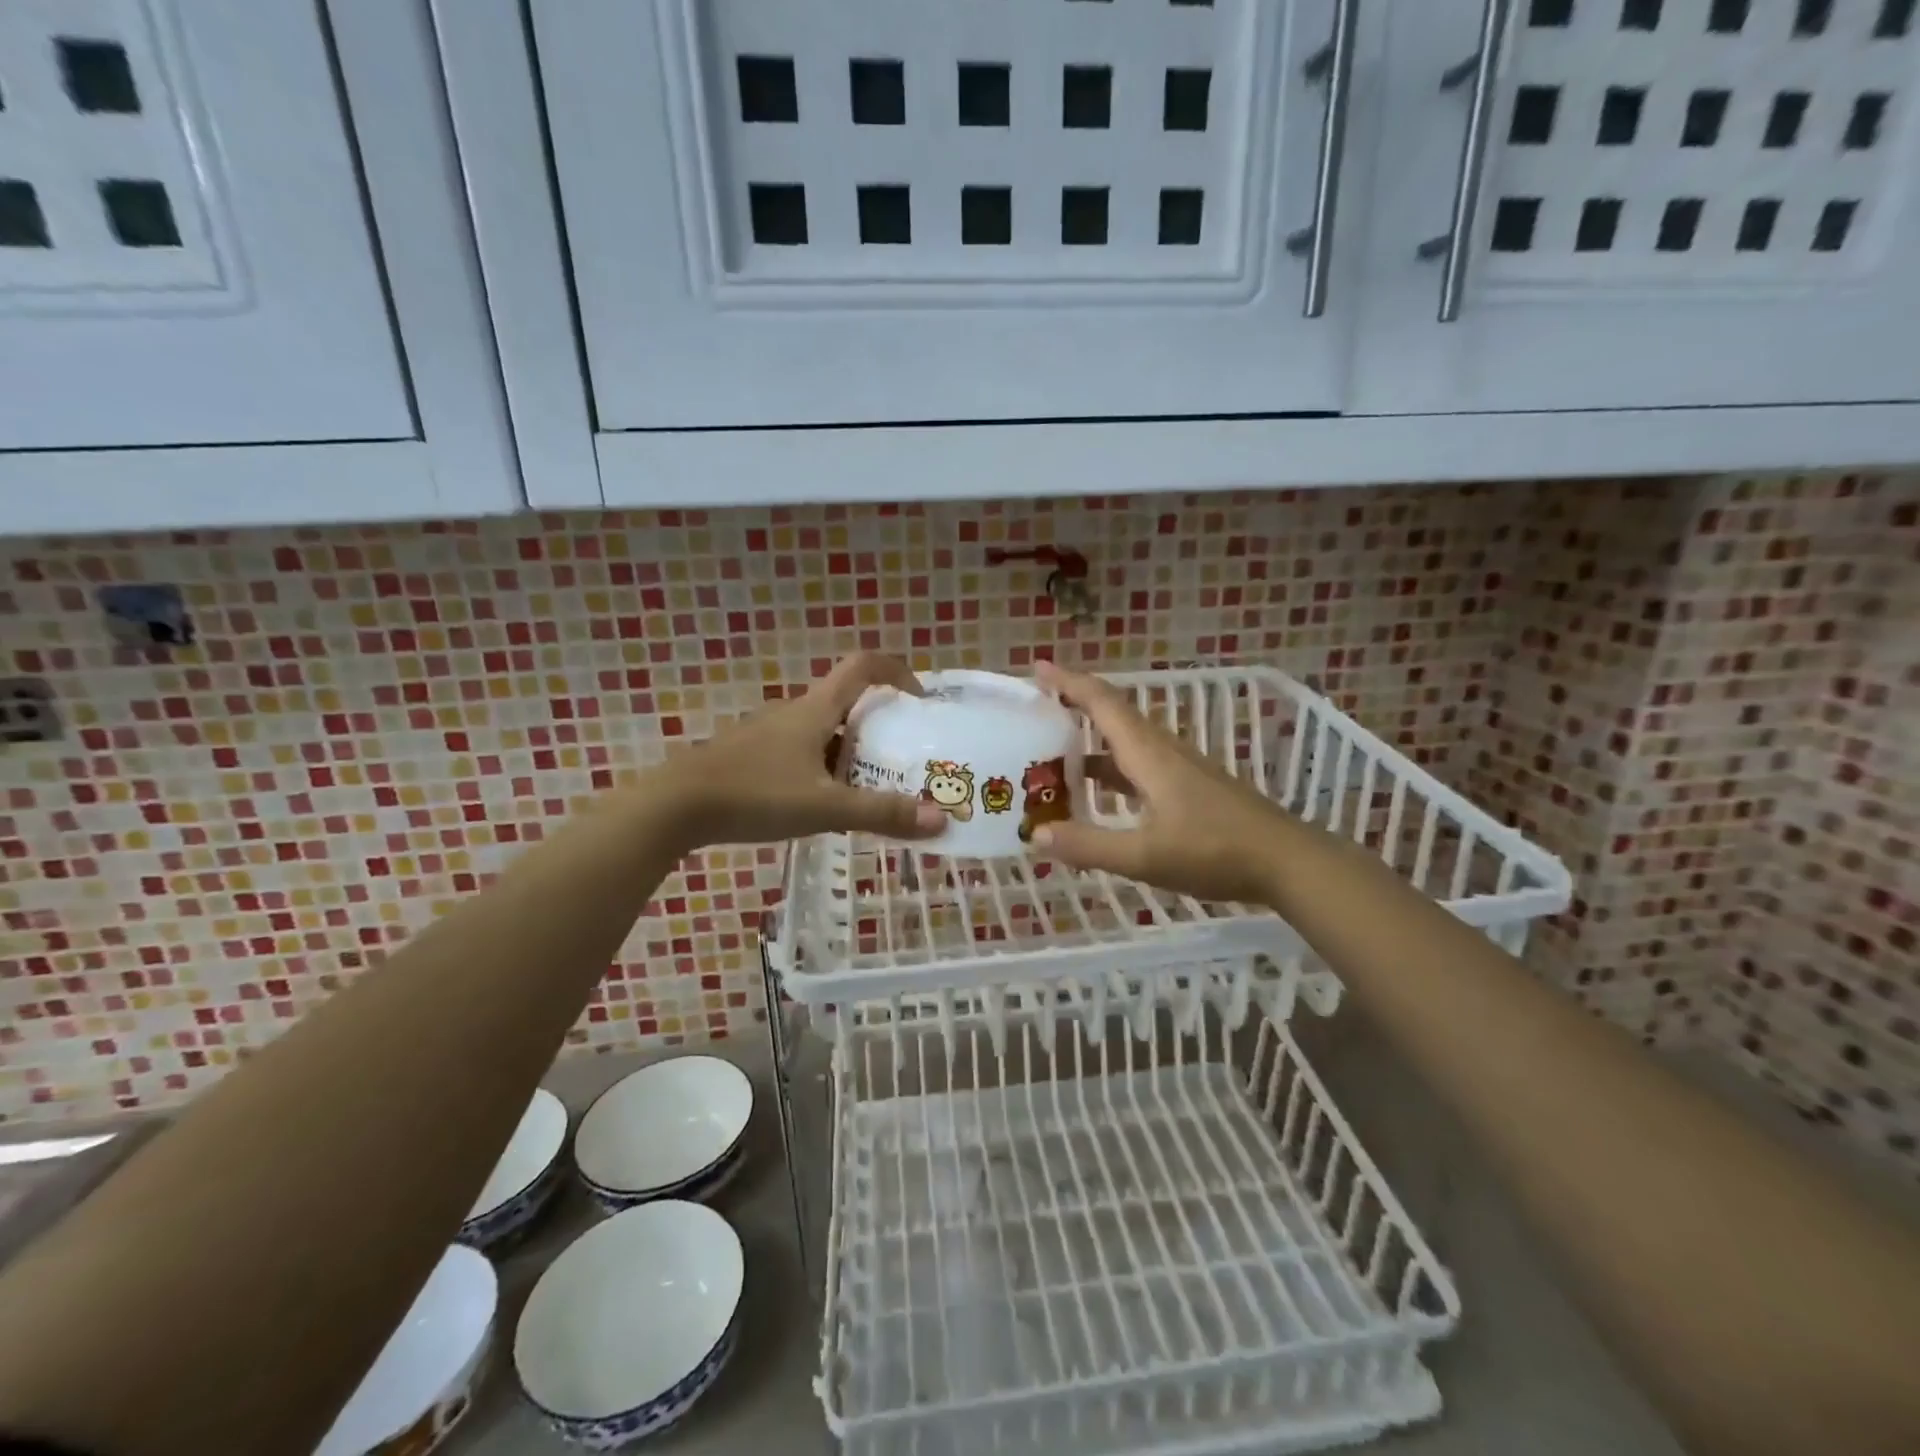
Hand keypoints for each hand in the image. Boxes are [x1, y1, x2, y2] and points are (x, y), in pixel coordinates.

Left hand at [665, 653, 947, 848]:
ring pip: (823, 732)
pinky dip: (824, 768)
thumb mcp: (825, 808)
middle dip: (880, 726)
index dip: (897, 672)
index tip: (920, 701)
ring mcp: (768, 733)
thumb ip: (882, 814)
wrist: (674, 806)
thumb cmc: (755, 795)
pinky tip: (823, 805)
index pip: (863, 666)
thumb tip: (941, 820)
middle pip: (847, 703)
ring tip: (871, 789)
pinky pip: (801, 752)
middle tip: (904, 758)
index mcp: (816, 709)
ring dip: (852, 751)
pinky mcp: (751, 756)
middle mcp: (794, 712)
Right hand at [1032, 661, 1292, 904]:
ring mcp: (1179, 768)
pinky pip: (1138, 765)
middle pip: (1113, 715)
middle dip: (1073, 705)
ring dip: (1090, 741)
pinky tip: (1098, 793)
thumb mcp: (1145, 856)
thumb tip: (1034, 835)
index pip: (1102, 703)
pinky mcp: (1190, 787)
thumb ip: (1089, 846)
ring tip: (1053, 753)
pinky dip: (1111, 770)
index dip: (1068, 683)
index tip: (1036, 668)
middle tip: (1034, 710)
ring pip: (1126, 742)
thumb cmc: (1215, 851)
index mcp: (1148, 754)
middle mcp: (1162, 751)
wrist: (1287, 861)